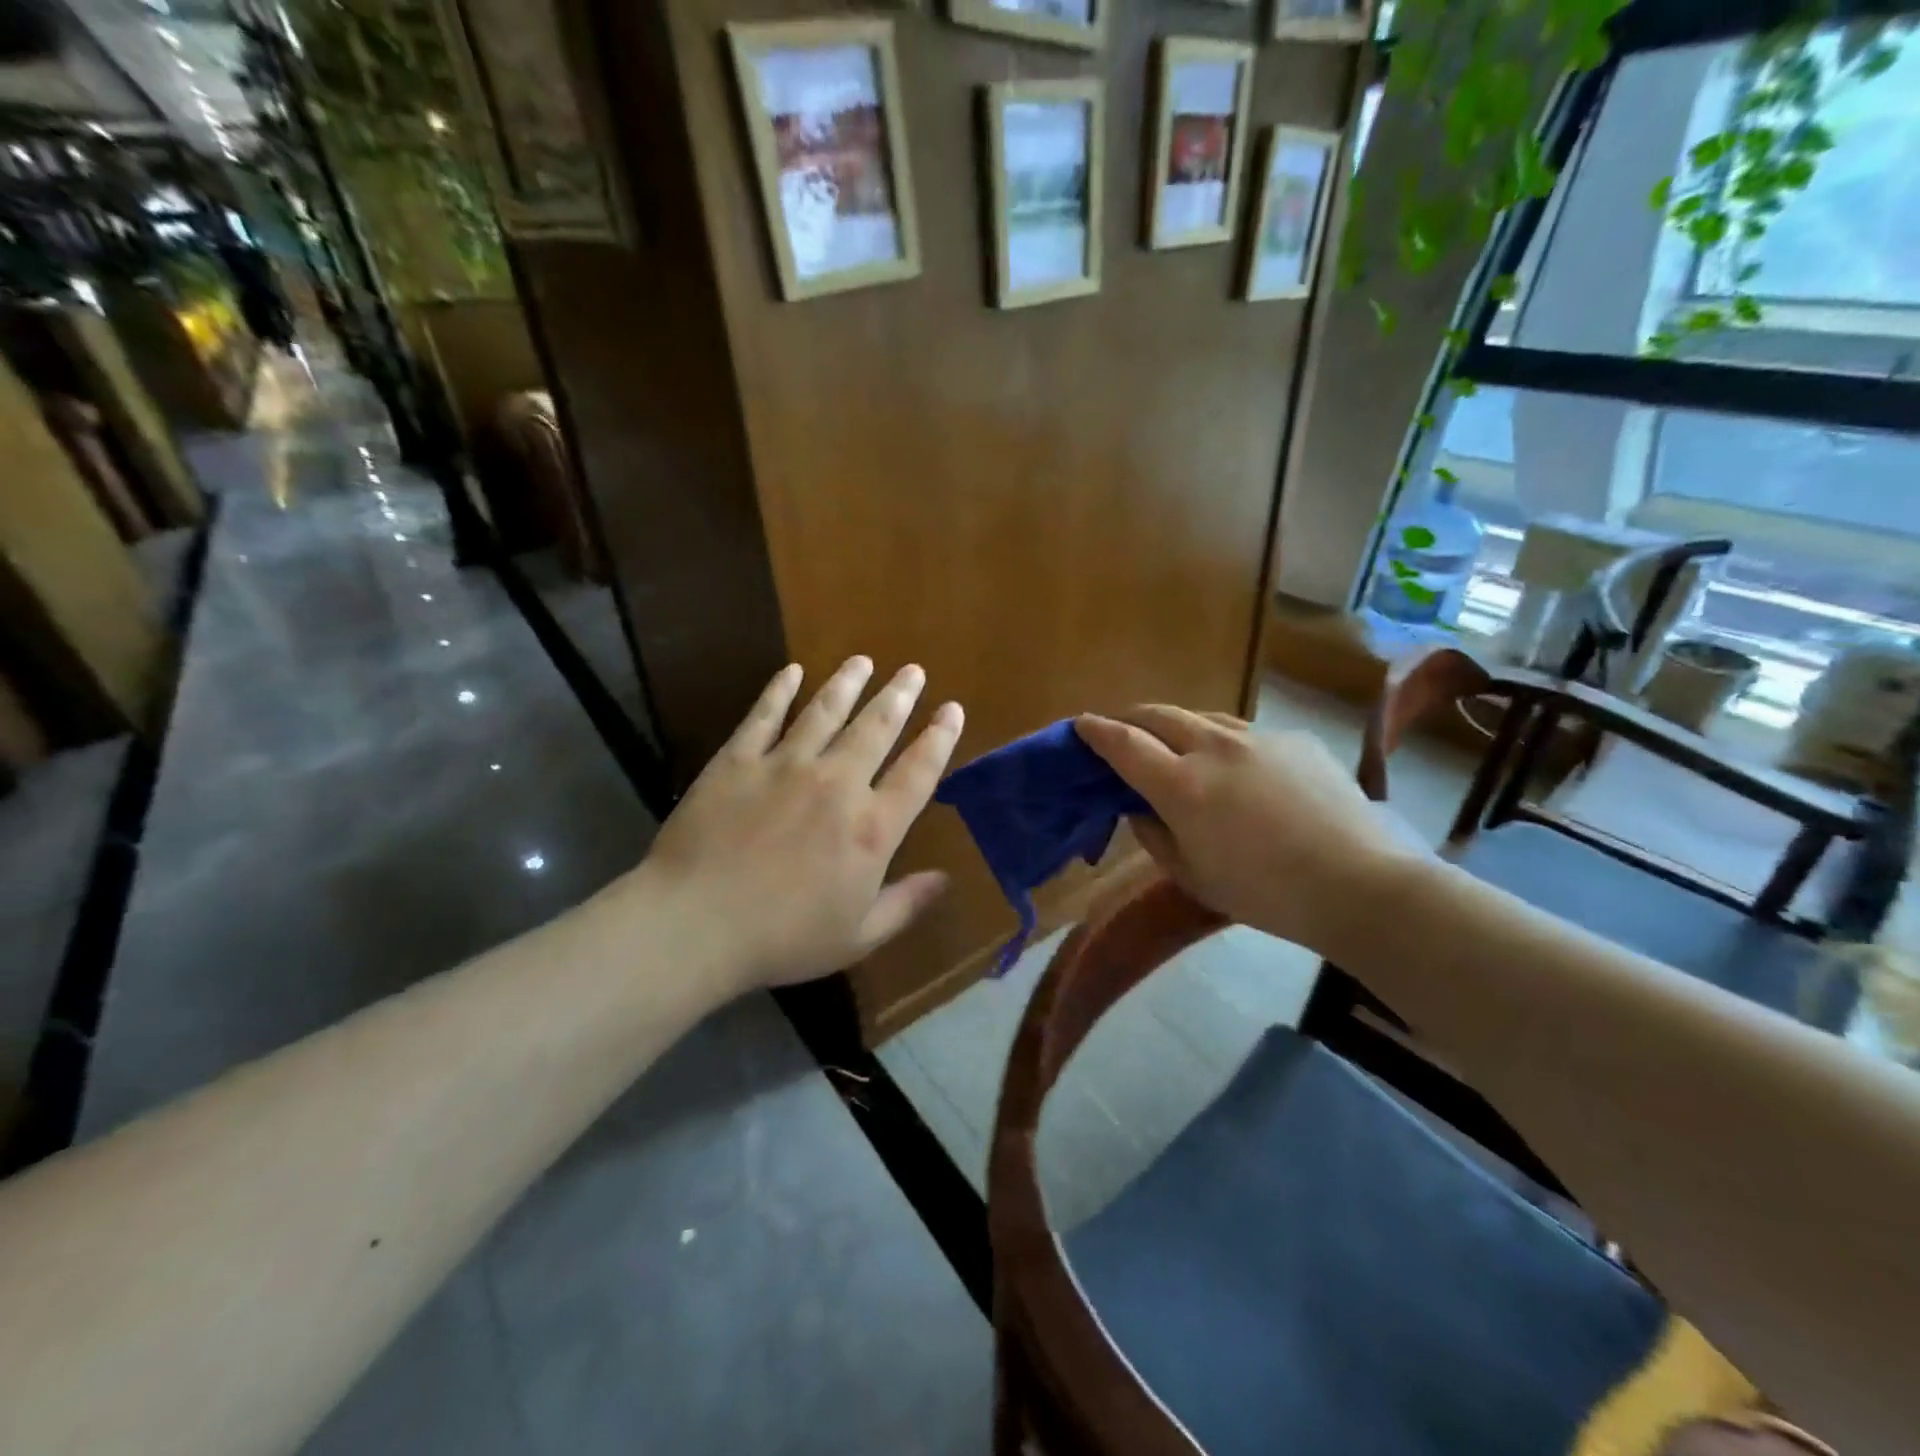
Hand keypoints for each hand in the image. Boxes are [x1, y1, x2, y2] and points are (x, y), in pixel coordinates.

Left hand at [637, 657, 963, 991]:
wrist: (696, 925)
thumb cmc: (783, 938)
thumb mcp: (857, 936)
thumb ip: (905, 904)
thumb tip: (946, 879)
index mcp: (871, 828)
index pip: (917, 772)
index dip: (940, 738)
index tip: (952, 710)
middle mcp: (836, 784)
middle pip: (876, 728)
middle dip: (899, 696)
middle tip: (913, 669)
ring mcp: (785, 766)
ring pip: (825, 712)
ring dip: (847, 683)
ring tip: (862, 661)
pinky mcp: (738, 761)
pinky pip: (764, 716)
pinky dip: (779, 691)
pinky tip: (791, 671)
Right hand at [1075, 707, 1427, 956]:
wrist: (1359, 884)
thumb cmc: (1264, 892)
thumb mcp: (1192, 875)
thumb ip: (1154, 834)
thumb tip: (1138, 807)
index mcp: (1181, 784)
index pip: (1124, 743)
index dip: (1096, 731)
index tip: (1081, 725)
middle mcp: (1213, 747)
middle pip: (1158, 714)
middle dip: (1131, 717)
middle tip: (1121, 730)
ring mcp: (1257, 737)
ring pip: (1202, 717)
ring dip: (1178, 727)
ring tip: (1177, 746)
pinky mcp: (1294, 740)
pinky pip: (1245, 733)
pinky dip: (1225, 745)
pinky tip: (1242, 773)